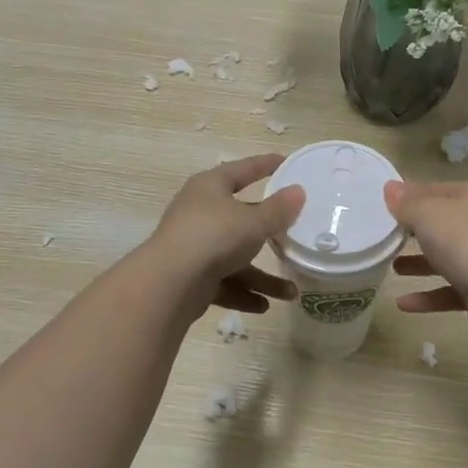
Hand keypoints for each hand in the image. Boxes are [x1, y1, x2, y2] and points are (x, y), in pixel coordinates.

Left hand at [149, 156, 305, 315]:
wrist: (169, 283)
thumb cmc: (214, 237)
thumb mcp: (254, 222)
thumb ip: (278, 210)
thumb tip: (298, 192)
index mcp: (210, 187)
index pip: (242, 170)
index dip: (264, 165)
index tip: (286, 162)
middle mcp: (200, 213)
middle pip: (240, 218)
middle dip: (267, 231)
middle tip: (293, 233)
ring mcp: (194, 247)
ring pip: (235, 258)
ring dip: (261, 277)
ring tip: (290, 293)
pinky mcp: (190, 277)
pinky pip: (223, 283)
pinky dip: (243, 293)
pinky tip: (263, 306)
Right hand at [383, 179, 467, 343]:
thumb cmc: (464, 242)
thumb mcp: (427, 215)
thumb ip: (406, 204)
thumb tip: (390, 188)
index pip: (436, 189)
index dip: (409, 196)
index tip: (384, 207)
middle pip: (444, 224)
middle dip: (415, 232)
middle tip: (387, 238)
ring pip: (449, 257)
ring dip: (420, 264)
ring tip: (393, 269)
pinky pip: (452, 289)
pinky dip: (429, 295)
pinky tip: (403, 304)